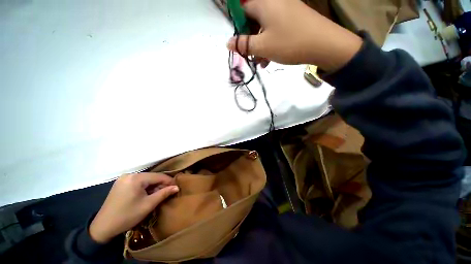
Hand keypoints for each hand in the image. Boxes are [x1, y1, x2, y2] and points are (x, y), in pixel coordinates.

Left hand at [89, 173, 178, 242]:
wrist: (103, 227)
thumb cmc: (127, 216)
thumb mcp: (148, 205)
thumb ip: (164, 193)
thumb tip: (177, 187)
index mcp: (136, 178)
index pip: (158, 176)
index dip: (169, 181)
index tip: (176, 188)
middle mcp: (130, 175)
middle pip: (151, 177)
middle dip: (160, 185)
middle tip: (167, 193)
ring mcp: (124, 179)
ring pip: (145, 180)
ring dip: (153, 186)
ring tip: (158, 195)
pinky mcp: (121, 183)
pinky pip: (138, 182)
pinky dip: (145, 187)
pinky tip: (147, 195)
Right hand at [227, 0, 362, 71]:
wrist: (324, 44)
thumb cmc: (289, 43)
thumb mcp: (262, 46)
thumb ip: (244, 44)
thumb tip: (228, 42)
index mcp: (263, 4)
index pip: (242, 12)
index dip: (238, 29)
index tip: (239, 45)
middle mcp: (274, 2)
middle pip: (254, 21)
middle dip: (250, 41)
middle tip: (250, 57)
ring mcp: (285, 10)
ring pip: (265, 28)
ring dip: (260, 46)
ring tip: (261, 62)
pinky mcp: (293, 19)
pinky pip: (276, 30)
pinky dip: (271, 44)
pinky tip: (270, 59)